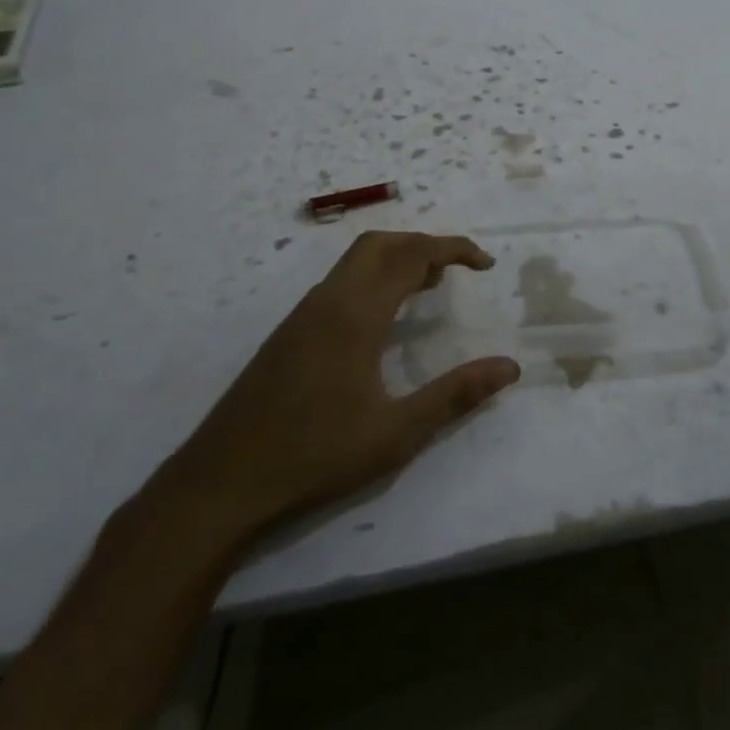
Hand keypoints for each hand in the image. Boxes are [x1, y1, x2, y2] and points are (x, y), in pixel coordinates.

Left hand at [152, 231, 520, 551]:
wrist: (220, 485)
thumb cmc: (315, 457)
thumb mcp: (396, 434)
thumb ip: (455, 396)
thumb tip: (510, 367)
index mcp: (356, 314)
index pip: (411, 255)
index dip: (452, 249)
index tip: (484, 263)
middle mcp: (328, 301)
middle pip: (379, 244)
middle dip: (423, 244)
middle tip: (457, 270)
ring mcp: (302, 315)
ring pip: (355, 262)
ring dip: (396, 260)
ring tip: (428, 288)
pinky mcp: (288, 334)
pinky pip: (339, 283)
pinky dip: (372, 279)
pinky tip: (382, 320)